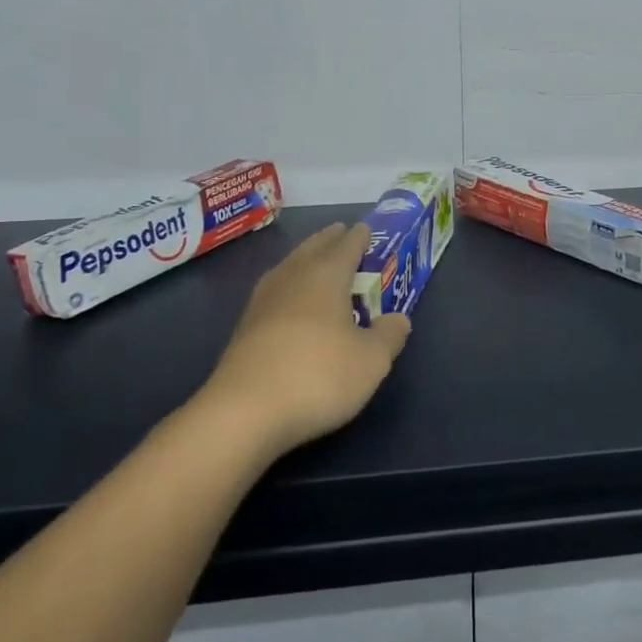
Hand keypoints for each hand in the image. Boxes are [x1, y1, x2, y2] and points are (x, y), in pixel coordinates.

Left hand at [198, 222, 410, 458]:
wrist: (244, 412)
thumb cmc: (318, 376)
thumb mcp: (371, 361)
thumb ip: (389, 335)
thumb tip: (398, 318)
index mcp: (326, 276)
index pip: (347, 246)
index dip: (359, 237)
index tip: (366, 229)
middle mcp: (293, 278)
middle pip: (313, 248)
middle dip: (330, 240)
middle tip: (341, 233)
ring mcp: (264, 301)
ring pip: (290, 266)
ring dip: (305, 258)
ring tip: (316, 260)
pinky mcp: (245, 326)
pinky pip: (275, 290)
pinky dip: (289, 284)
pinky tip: (290, 299)